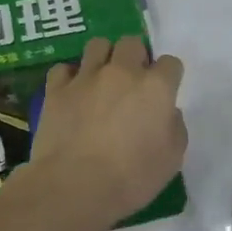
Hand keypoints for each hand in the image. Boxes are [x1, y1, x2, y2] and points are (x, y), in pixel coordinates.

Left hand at [24, 36, 186, 230]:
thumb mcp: (172, 159)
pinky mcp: (56, 89)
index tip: (162, 94)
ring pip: (98, 45)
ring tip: (101, 79)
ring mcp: (86, 77)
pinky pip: (63, 68)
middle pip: (132, 43)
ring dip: (103, 58)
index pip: (170, 63)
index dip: (168, 77)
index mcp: (156, 88)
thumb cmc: (131, 178)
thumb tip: (167, 113)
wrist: (75, 186)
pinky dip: (69, 77)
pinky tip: (72, 93)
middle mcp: (122, 72)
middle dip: (135, 57)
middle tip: (132, 83)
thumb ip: (175, 127)